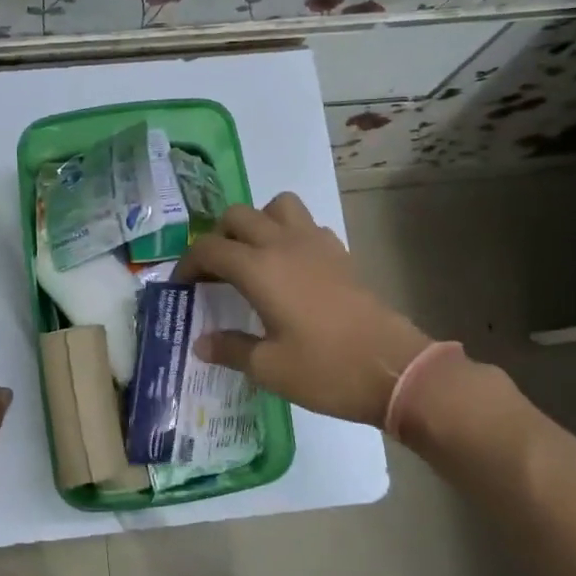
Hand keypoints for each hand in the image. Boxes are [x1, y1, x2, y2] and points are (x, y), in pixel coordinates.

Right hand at [174, 193, 430, 425]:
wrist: (394, 369)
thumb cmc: (326, 370)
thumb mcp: (269, 368)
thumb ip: (230, 349)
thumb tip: (201, 343)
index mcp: (259, 269)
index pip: (210, 248)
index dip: (188, 263)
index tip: (181, 285)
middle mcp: (283, 245)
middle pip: (239, 216)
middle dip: (218, 237)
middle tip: (215, 271)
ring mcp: (316, 244)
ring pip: (277, 206)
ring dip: (258, 222)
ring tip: (253, 256)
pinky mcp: (340, 253)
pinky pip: (306, 224)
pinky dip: (289, 233)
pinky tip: (290, 267)